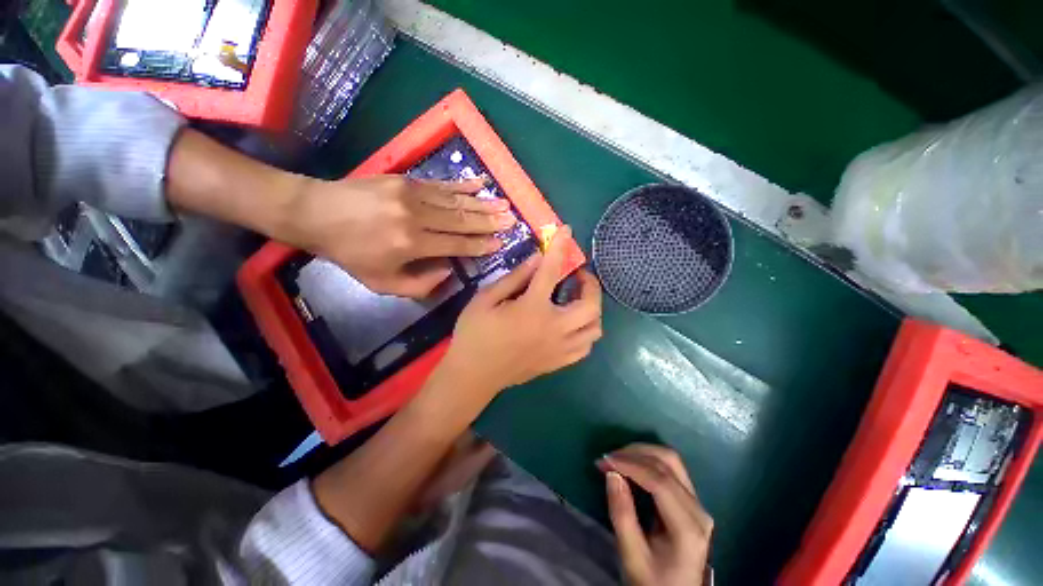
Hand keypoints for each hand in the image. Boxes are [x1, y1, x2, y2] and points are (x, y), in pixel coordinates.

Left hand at [281, 175, 515, 296]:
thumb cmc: (350, 253)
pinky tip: (481, 182)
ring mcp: (412, 194)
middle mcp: (417, 217)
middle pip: (462, 220)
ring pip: (457, 201)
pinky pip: (442, 184)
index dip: (481, 245)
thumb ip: (420, 285)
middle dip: (490, 221)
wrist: (315, 213)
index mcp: (411, 244)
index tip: (501, 243)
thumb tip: (449, 270)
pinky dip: (464, 185)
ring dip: (483, 203)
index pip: (457, 244)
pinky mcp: (407, 180)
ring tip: (505, 204)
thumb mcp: (381, 283)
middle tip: (513, 220)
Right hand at [436, 225, 602, 397]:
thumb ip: (515, 278)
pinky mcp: (558, 363)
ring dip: (591, 310)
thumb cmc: (475, 334)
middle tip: (577, 276)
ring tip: (577, 301)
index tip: (567, 231)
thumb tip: (537, 259)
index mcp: (533, 309)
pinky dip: (585, 332)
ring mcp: (559, 349)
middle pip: (591, 306)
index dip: (560, 247)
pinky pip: (585, 348)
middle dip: (590, 285)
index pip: (552, 270)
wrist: (473, 376)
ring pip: (594, 329)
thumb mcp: (486, 299)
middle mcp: (554, 329)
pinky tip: (572, 325)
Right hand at [599, 444, 713, 585]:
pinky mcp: (692, 501)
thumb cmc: (653, 582)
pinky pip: (671, 469)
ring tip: (617, 458)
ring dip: (642, 452)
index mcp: (687, 528)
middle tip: (608, 458)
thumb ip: (622, 514)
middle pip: (669, 462)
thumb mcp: (632, 556)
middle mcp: (698, 510)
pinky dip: (648, 460)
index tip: (604, 461)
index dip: (630, 464)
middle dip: (634, 453)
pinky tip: (631, 464)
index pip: (659, 481)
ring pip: (671, 460)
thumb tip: (611, 473)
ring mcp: (698, 504)